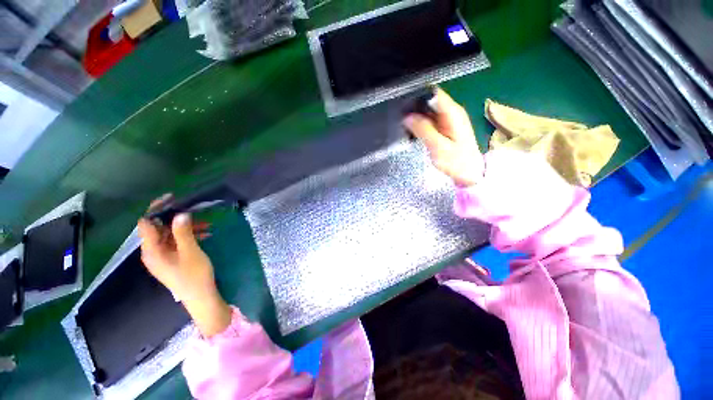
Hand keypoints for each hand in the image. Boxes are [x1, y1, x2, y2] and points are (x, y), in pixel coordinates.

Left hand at [138, 195, 231, 336]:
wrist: (200, 297)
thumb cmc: (194, 275)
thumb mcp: (190, 252)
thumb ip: (183, 232)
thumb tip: (180, 213)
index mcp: (151, 251)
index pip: (146, 224)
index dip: (156, 209)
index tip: (173, 198)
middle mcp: (152, 252)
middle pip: (159, 228)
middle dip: (177, 218)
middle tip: (195, 211)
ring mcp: (162, 256)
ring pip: (170, 235)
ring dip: (187, 227)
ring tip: (207, 224)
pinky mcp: (172, 259)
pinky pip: (177, 242)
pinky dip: (189, 236)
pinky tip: (205, 234)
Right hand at [403, 88, 484, 186]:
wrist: (469, 173)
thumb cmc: (457, 161)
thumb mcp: (438, 147)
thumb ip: (423, 130)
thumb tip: (407, 117)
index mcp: (452, 113)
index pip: (434, 93)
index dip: (418, 96)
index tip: (404, 106)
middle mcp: (452, 112)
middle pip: (430, 101)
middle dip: (415, 108)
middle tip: (401, 119)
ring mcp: (449, 119)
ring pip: (429, 111)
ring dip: (417, 117)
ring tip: (405, 126)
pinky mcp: (446, 127)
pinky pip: (430, 120)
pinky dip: (421, 124)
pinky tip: (414, 131)